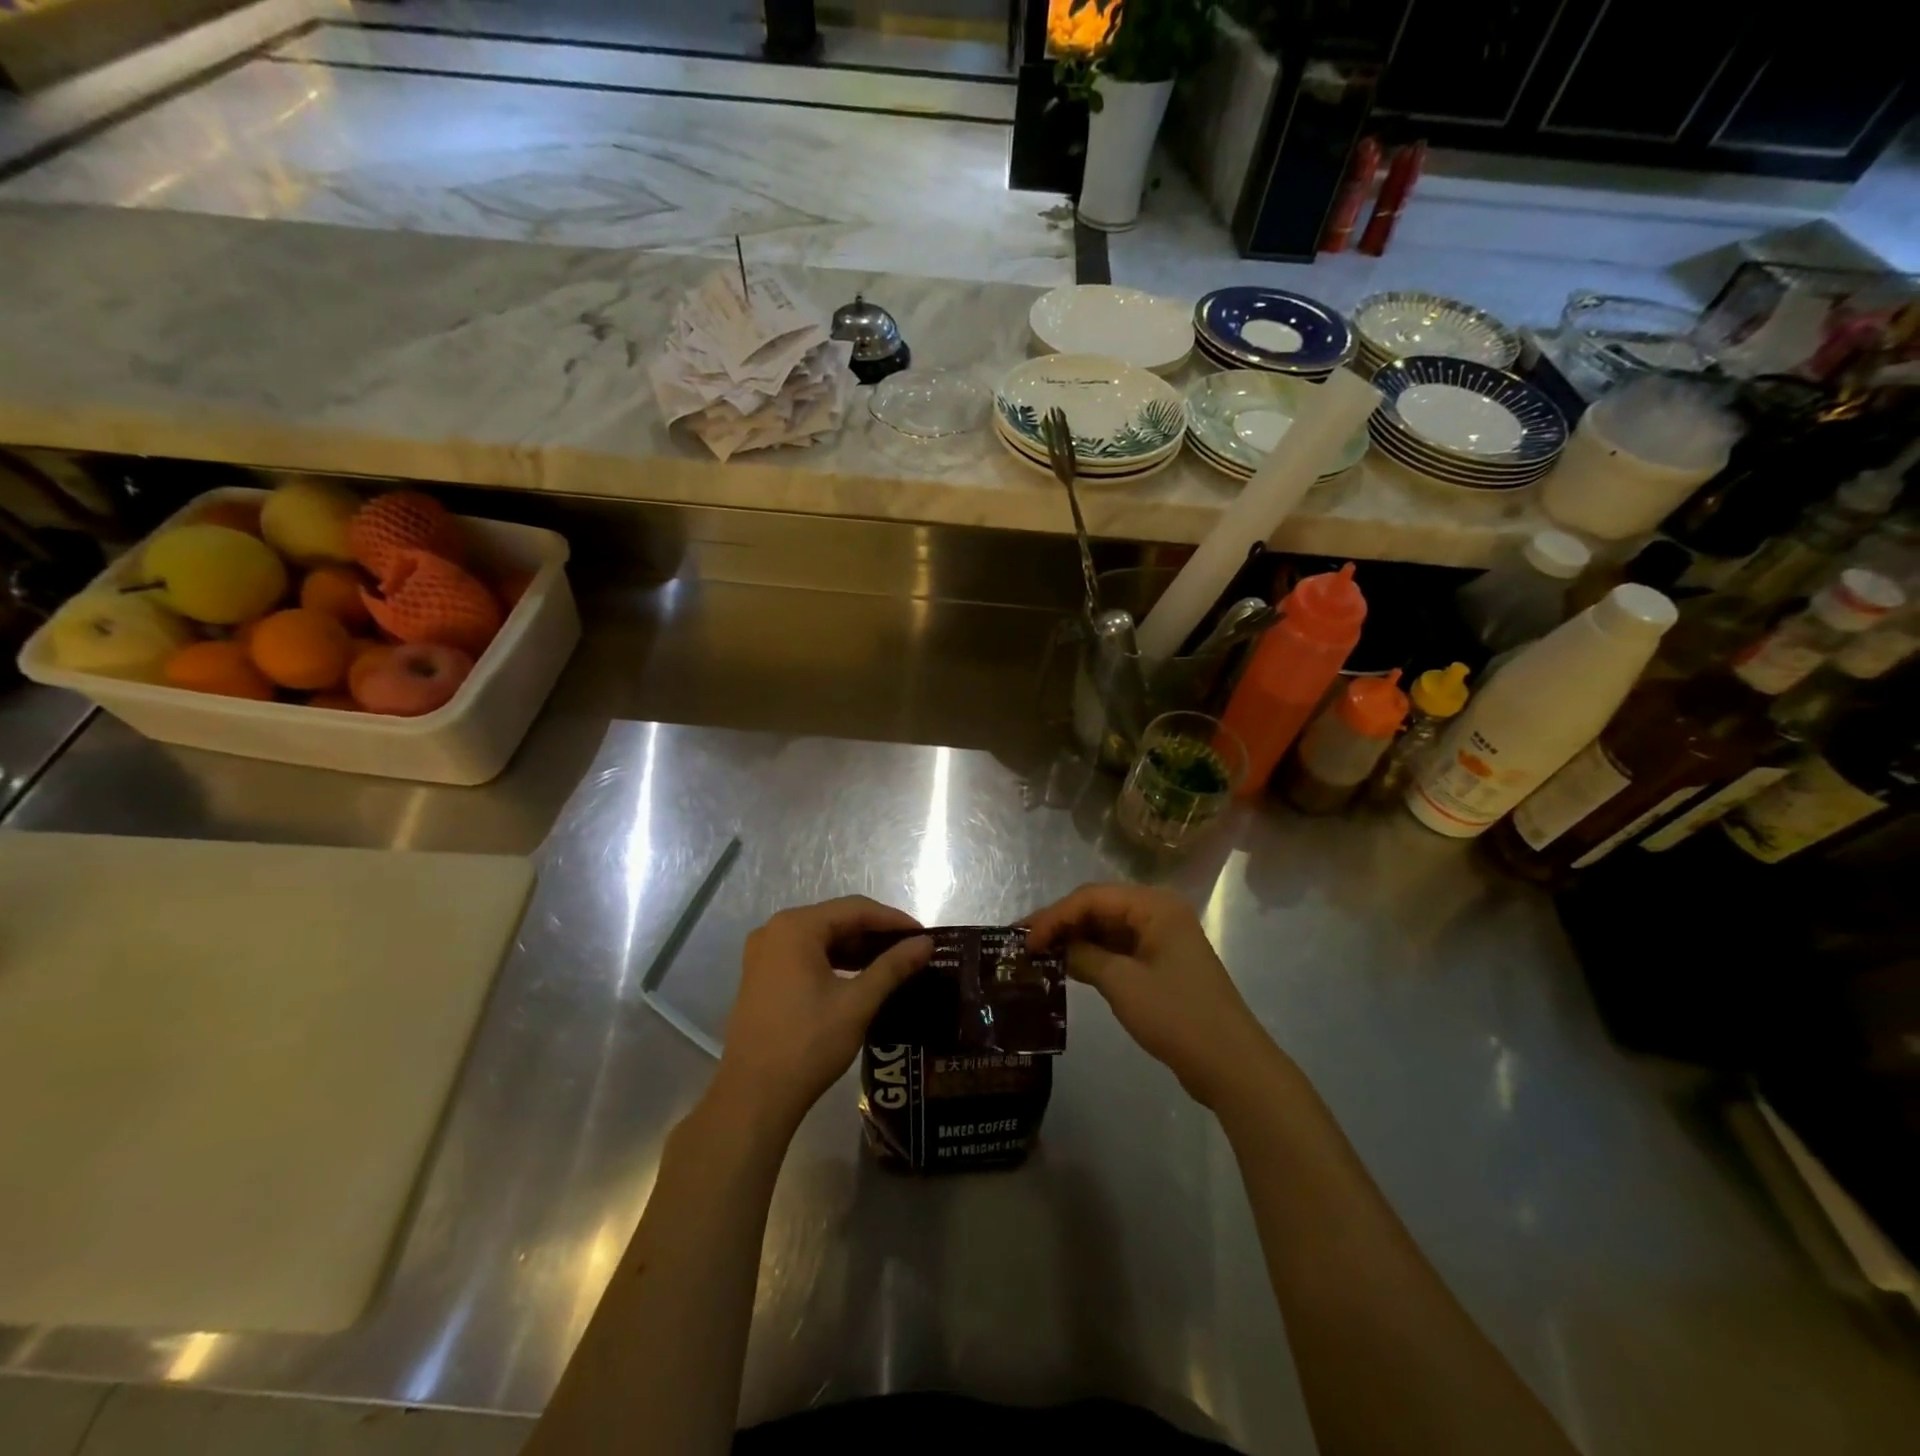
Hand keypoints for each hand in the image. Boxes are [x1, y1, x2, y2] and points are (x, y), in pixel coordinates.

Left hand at [713, 896, 932, 1136]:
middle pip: (836, 920)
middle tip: (912, 951)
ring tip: (893, 965)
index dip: (893, 920)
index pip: (855, 909)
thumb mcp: (857, 1003)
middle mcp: (775, 931)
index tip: (925, 936)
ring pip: (821, 939)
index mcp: (796, 927)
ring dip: (857, 949)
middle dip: (875, 934)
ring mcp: (764, 955)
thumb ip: (893, 967)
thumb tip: (926, 943)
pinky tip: (860, 978)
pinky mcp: (761, 977)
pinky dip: (835, 962)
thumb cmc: (808, 1044)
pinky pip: (806, 956)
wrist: (753, 1098)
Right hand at [1026, 883, 1279, 1110]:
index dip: (1054, 916)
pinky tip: (1066, 966)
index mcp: (1154, 905)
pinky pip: (1119, 948)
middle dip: (1061, 923)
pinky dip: (1092, 955)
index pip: (1092, 897)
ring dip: (1074, 938)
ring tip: (1037, 954)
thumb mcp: (1123, 984)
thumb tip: (1055, 948)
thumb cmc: (1177, 1016)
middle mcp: (1159, 912)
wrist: (1231, 1065)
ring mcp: (1162, 938)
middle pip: (1099, 907)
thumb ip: (1083, 956)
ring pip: (1107, 928)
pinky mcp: (1161, 964)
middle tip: (1024, 943)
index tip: (1023, 941)